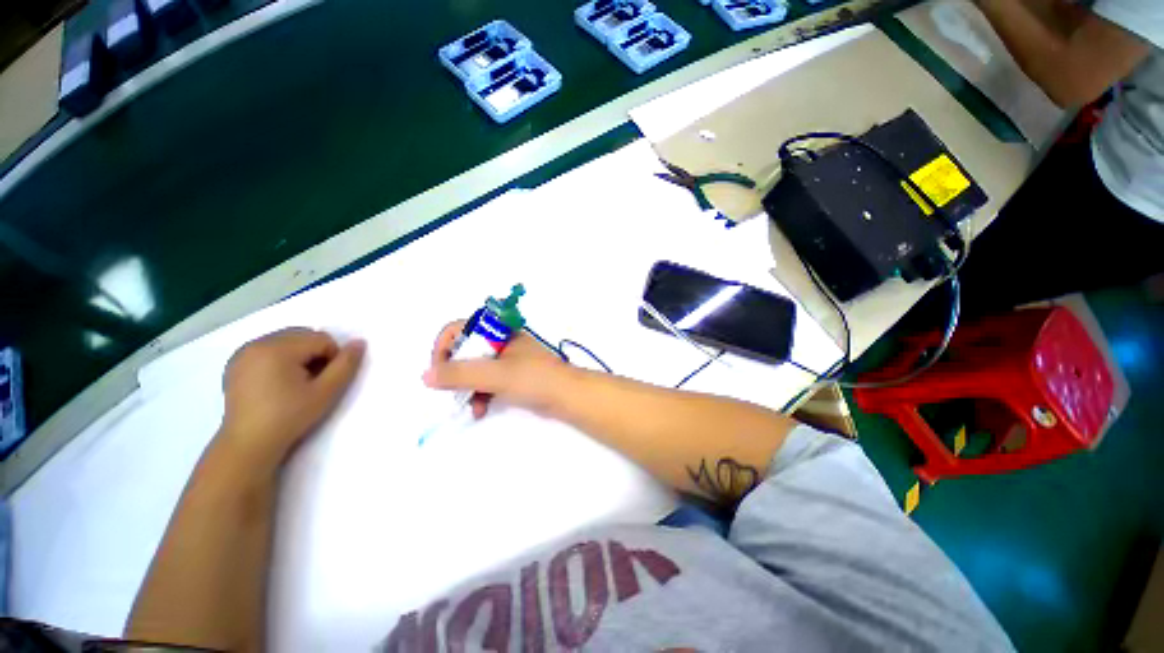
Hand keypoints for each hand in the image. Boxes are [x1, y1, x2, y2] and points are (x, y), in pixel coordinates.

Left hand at [219, 328, 365, 467]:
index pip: (320, 338)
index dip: (332, 357)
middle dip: (315, 352)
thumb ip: (346, 365)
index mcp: (278, 349)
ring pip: (286, 340)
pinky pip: (268, 348)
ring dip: (299, 354)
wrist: (249, 444)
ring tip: (297, 382)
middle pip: (302, 335)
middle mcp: (257, 344)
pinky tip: (278, 382)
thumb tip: (360, 342)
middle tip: (314, 380)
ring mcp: (243, 353)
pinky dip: (281, 358)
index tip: (326, 380)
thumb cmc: (290, 417)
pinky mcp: (236, 363)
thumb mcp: (326, 392)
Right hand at [423, 321, 569, 418]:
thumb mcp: (495, 374)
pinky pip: (488, 382)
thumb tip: (426, 376)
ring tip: (470, 407)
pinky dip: (481, 394)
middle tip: (452, 392)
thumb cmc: (533, 378)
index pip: (459, 329)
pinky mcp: (513, 376)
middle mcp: (500, 342)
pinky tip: (480, 410)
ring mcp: (507, 360)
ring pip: (475, 370)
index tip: (439, 371)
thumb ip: (459, 374)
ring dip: (467, 388)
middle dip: (456, 374)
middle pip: (464, 351)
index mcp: (498, 331)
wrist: (566, 396)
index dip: (443, 348)